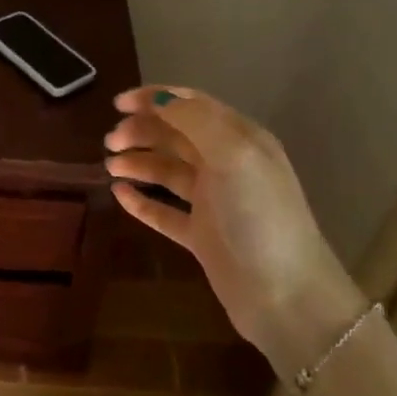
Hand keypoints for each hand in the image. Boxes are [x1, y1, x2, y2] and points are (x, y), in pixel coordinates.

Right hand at [105, 86, 363, 368]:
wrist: (286, 296)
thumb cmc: (258, 216)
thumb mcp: (232, 154)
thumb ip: (194, 120)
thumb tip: (159, 99)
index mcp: (240, 139)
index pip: (192, 105)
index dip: (154, 99)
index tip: (117, 104)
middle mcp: (228, 165)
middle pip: (176, 136)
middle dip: (142, 131)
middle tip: (110, 142)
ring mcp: (215, 202)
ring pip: (168, 171)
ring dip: (139, 162)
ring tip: (111, 167)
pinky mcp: (202, 236)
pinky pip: (165, 211)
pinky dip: (141, 200)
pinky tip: (119, 194)